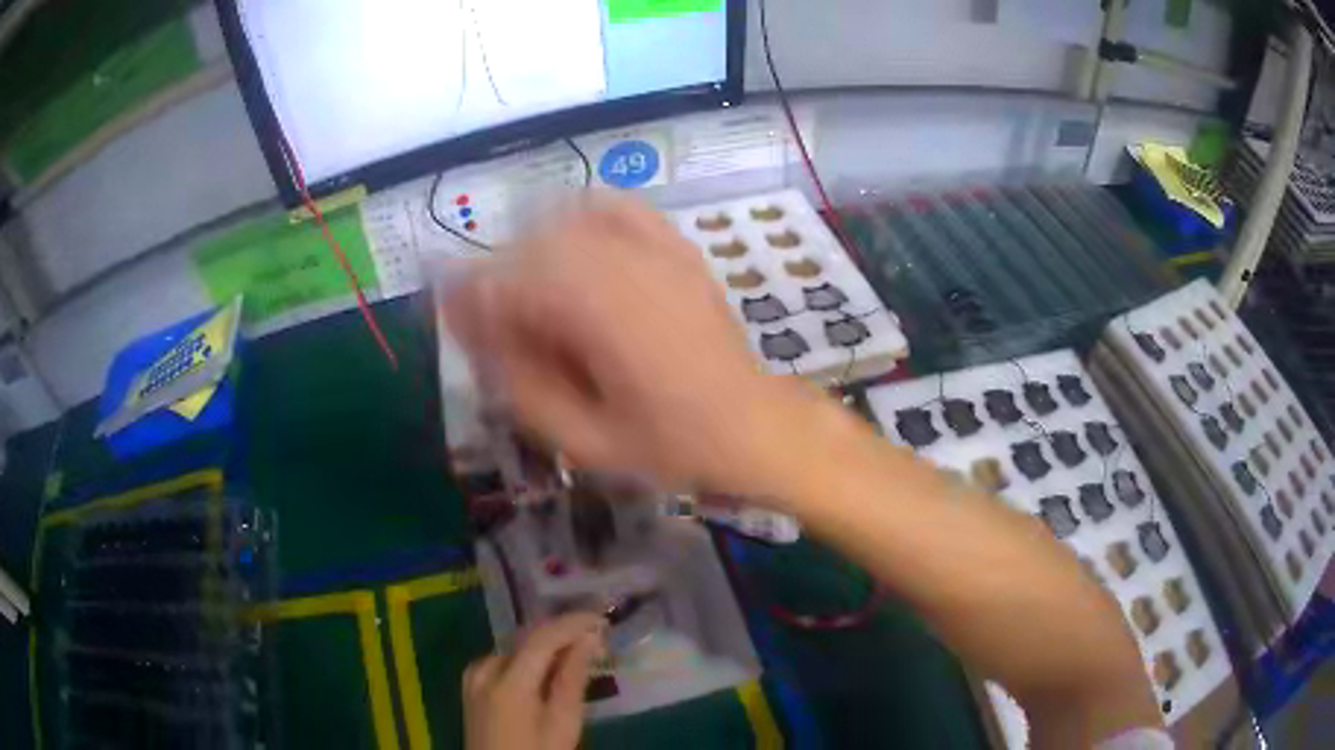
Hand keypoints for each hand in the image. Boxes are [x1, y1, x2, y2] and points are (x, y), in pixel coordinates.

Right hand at [442, 195, 819, 496]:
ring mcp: (654, 249)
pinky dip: (582, 214)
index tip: (457, 324)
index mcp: (598, 315)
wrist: (751, 424)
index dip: (470, 300)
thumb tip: (472, 333)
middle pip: (530, 246)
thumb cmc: (670, 444)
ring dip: (532, 250)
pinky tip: (573, 241)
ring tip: (531, 293)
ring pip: (564, 221)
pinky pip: (616, 207)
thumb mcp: (583, 439)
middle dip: (498, 279)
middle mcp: (622, 266)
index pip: (505, 282)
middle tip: (495, 323)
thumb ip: (520, 383)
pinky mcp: (675, 245)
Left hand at [463, 613, 604, 749]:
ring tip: (577, 650)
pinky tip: (547, 668)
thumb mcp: (562, 723)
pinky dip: (528, 658)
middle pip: (526, 639)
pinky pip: (503, 660)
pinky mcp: (471, 685)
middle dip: (561, 632)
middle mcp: (484, 669)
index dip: (572, 622)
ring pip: (515, 648)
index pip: (542, 637)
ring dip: (545, 645)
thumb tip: (589, 638)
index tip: (602, 617)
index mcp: (507, 681)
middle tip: (595, 634)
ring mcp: (473, 676)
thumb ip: (572, 678)